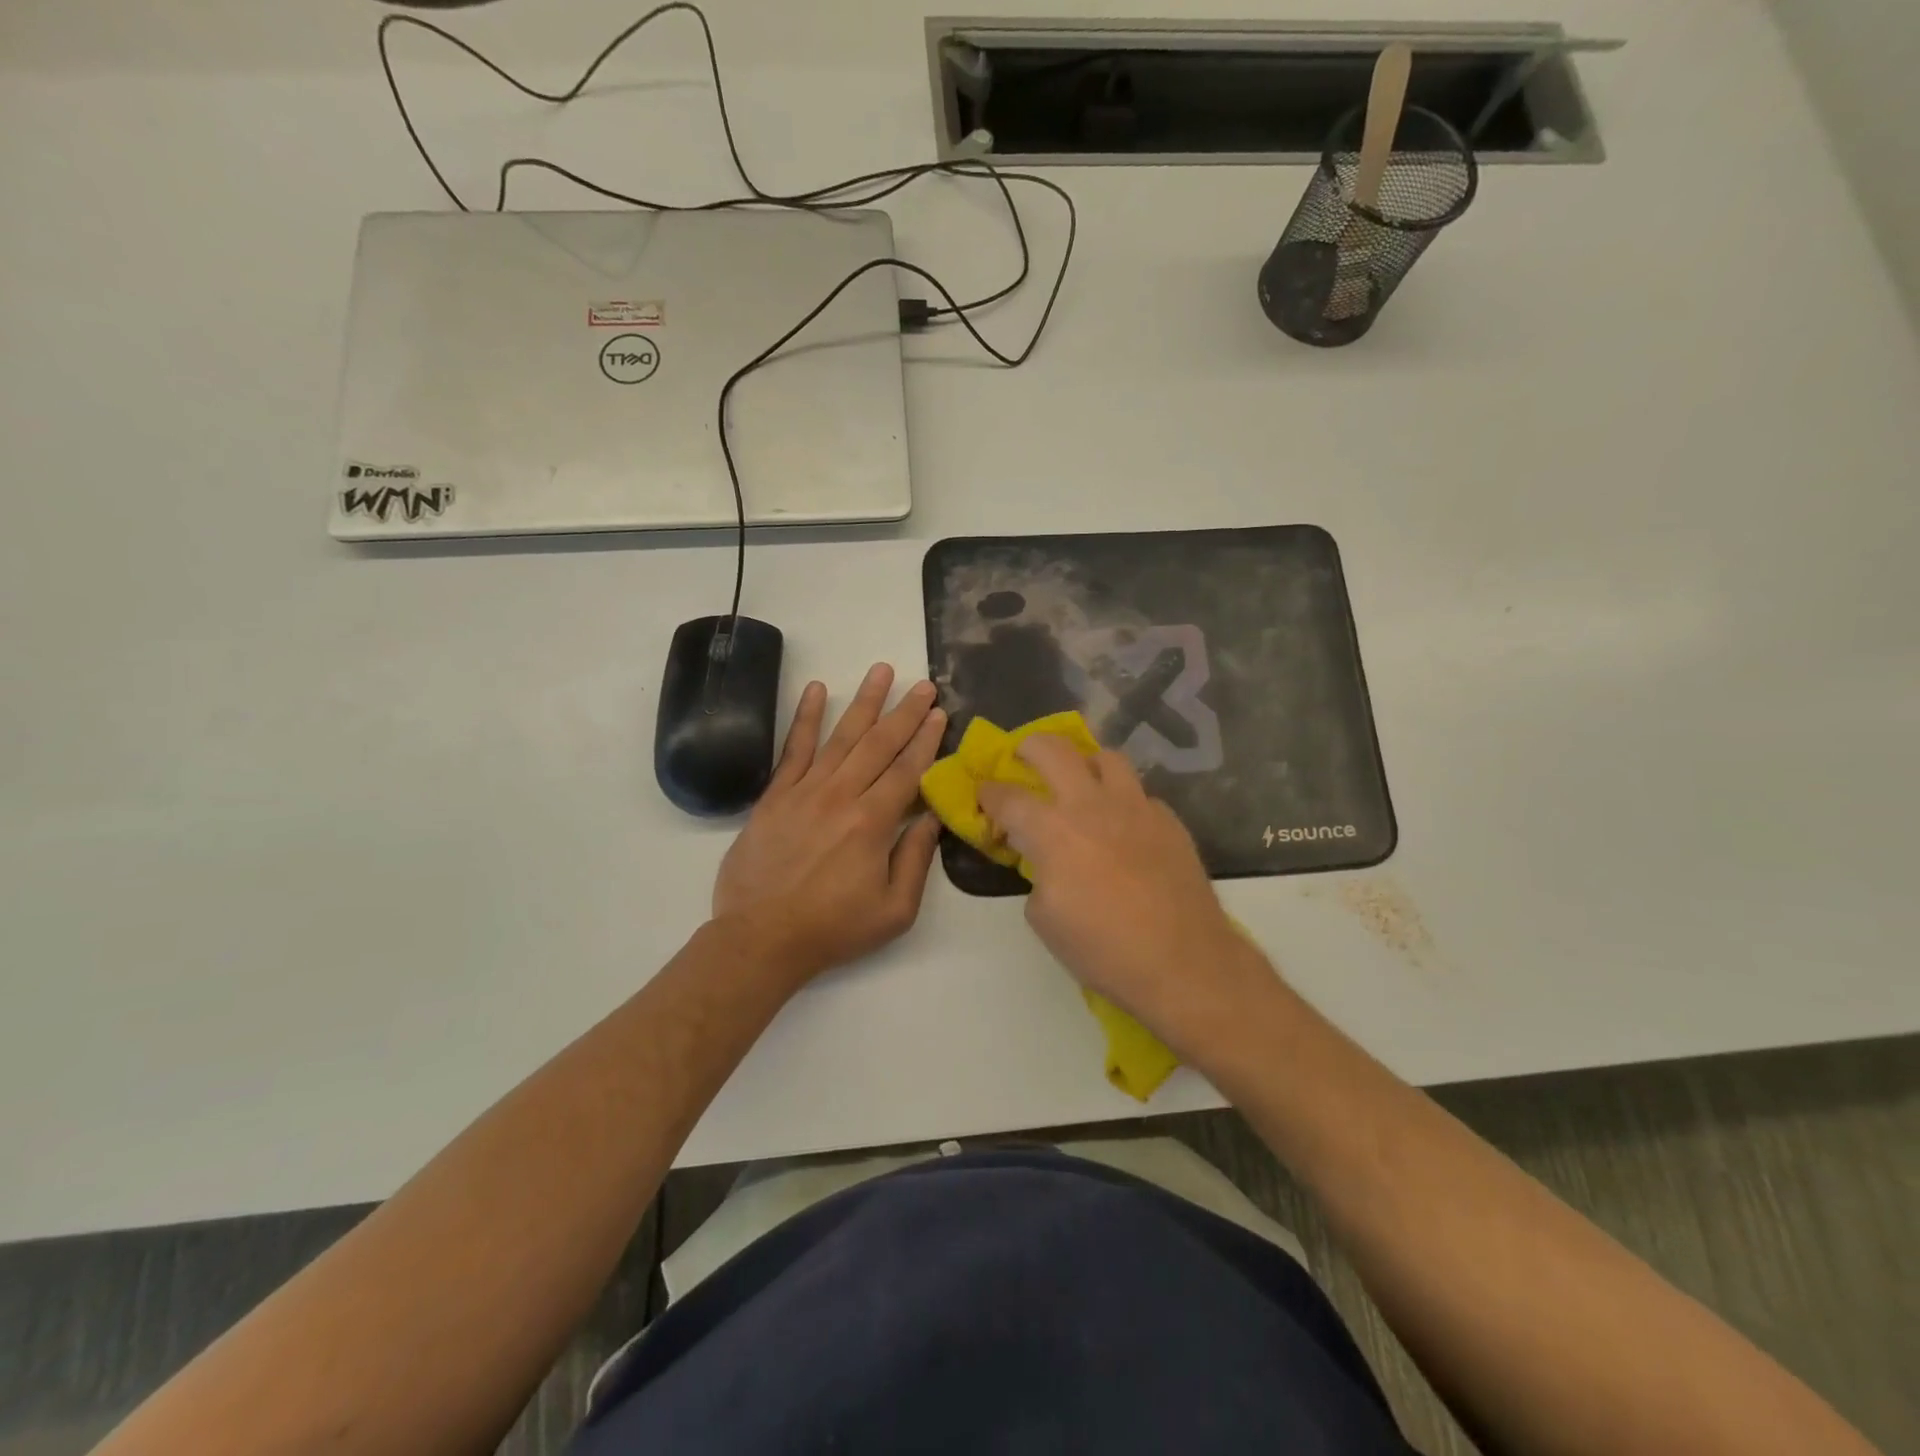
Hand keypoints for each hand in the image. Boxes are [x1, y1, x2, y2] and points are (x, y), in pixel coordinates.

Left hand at [712, 664, 945, 980]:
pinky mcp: (775, 796)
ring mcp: (804, 791)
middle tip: (924, 684)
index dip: (926, 739)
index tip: (939, 713)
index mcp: (873, 822)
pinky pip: (793, 748)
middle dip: (905, 712)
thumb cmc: (834, 929)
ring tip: (881, 670)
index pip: (907, 769)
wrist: (761, 938)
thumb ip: (916, 859)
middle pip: (879, 744)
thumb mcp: (895, 909)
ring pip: (841, 736)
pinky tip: (817, 690)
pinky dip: (806, 717)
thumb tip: (932, 817)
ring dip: (864, 702)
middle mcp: (841, 795)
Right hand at [977, 737, 1274, 1048]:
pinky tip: (1123, 826)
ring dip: (1083, 763)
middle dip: (1029, 747)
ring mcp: (1136, 806)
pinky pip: (1139, 794)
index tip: (983, 794)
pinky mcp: (1168, 820)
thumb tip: (1045, 862)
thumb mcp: (1044, 920)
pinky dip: (1123, 801)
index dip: (988, 792)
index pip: (1008, 797)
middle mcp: (1091, 804)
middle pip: (1053, 749)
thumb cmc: (1103, 948)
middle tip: (1023, 759)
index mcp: (1053, 830)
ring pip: (1105, 757)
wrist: (1183, 962)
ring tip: (1080, 782)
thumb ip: (1036, 876)